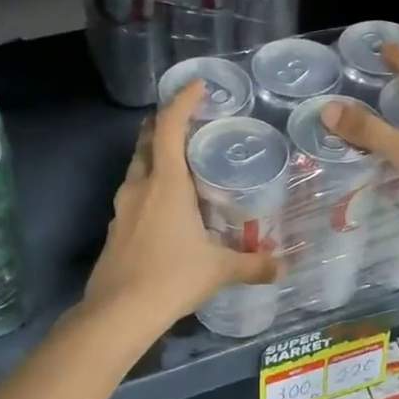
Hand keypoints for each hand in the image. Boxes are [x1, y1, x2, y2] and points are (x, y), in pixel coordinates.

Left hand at [83, 80, 279, 330]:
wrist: (118, 313)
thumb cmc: (171, 278)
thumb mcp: (218, 270)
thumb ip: (253, 265)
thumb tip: (282, 268)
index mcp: (166, 184)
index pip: (168, 127)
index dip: (181, 101)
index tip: (197, 85)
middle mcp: (140, 187)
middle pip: (146, 142)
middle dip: (162, 125)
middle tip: (187, 122)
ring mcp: (122, 209)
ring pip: (137, 169)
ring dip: (153, 157)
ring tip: (179, 164)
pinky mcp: (115, 230)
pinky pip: (133, 196)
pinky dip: (149, 189)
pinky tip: (165, 209)